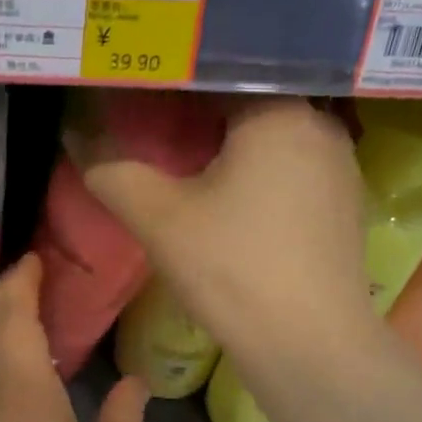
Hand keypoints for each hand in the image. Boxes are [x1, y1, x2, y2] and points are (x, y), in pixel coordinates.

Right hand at [69, 97, 368, 352]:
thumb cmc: (232, 268)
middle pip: (246, 105)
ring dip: (230, 148)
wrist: (308, 345)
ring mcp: (340, 168)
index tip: (135, 100)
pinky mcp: (343, 206)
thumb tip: (77, 135)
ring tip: (186, 166)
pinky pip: (291, 171)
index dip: (170, 87)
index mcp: (279, 113)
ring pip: (271, 140)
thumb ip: (112, 170)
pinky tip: (230, 202)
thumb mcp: (158, 217)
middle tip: (153, 132)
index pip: (215, 75)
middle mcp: (320, 127)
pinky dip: (258, 175)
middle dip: (198, 118)